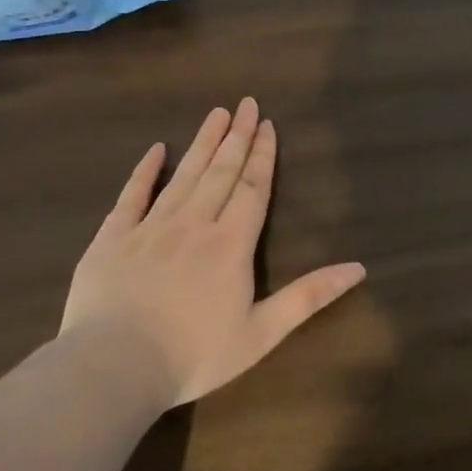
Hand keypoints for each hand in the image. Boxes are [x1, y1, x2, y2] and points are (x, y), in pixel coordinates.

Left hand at [60, 97, 366, 406]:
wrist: (114, 366)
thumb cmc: (195, 354)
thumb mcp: (262, 332)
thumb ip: (309, 296)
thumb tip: (359, 267)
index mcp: (231, 244)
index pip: (252, 188)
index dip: (262, 156)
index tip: (267, 124)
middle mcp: (194, 224)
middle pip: (220, 172)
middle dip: (237, 137)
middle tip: (246, 104)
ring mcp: (150, 228)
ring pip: (183, 176)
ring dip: (202, 144)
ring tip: (216, 114)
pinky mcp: (112, 239)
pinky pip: (132, 196)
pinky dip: (144, 172)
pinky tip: (156, 150)